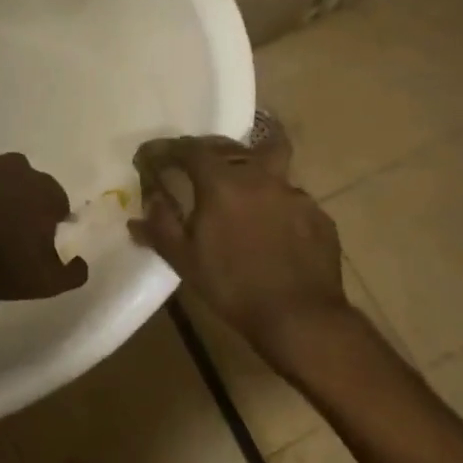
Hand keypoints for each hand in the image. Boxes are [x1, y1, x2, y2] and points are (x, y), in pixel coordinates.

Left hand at [0, 153, 89, 305]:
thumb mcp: (46, 283)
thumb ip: (73, 273)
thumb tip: (81, 262)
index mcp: (43, 190)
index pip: (58, 201)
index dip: (52, 221)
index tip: (41, 241)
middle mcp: (14, 169)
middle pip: (27, 183)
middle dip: (25, 202)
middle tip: (12, 233)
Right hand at [127, 133, 357, 367]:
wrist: (300, 317)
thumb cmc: (232, 286)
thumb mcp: (183, 259)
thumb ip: (160, 226)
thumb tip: (146, 204)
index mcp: (222, 182)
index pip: (189, 149)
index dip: (167, 149)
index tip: (151, 156)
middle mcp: (260, 176)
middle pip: (230, 146)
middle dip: (206, 150)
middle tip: (192, 164)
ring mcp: (294, 193)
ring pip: (268, 162)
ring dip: (248, 166)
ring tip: (238, 184)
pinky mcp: (317, 214)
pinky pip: (289, 195)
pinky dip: (273, 200)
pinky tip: (269, 222)